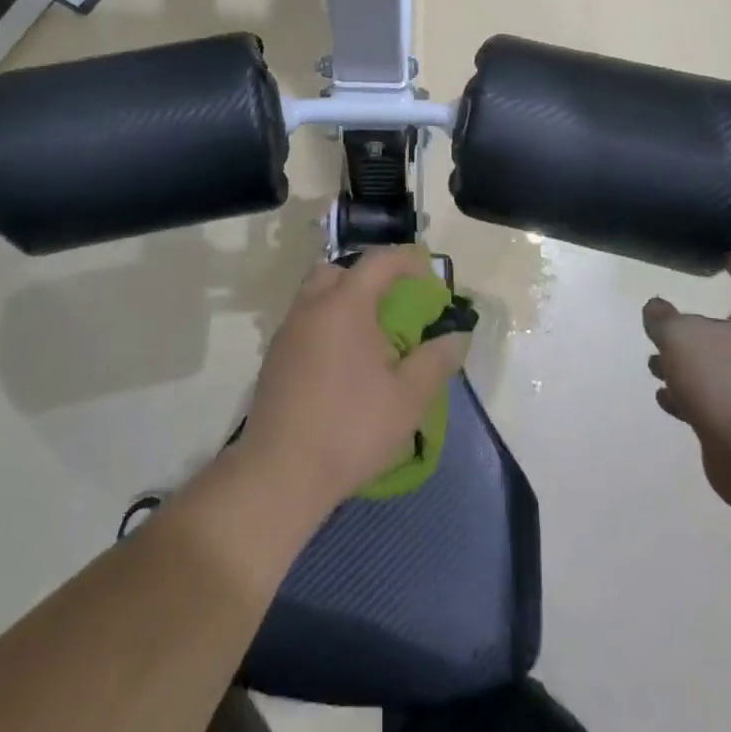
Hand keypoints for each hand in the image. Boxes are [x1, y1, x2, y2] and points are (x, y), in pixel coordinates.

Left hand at [240, 246, 469, 517]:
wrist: (281, 471)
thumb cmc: (351, 428)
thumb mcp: (408, 399)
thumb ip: (435, 361)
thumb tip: (456, 337)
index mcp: (345, 305)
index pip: (379, 262)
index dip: (407, 259)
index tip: (428, 269)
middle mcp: (311, 307)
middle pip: (339, 271)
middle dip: (369, 276)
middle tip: (394, 301)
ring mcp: (287, 331)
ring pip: (317, 295)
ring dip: (344, 300)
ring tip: (370, 333)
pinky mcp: (274, 357)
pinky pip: (305, 321)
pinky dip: (327, 324)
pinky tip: (343, 360)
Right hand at [644, 253, 730, 506]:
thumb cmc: (724, 382)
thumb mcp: (680, 335)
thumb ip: (663, 318)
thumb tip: (657, 311)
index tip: (725, 258)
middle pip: (729, 330)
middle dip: (692, 328)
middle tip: (663, 327)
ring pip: (714, 367)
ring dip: (683, 364)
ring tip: (654, 365)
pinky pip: (709, 401)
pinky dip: (686, 396)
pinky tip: (666, 399)